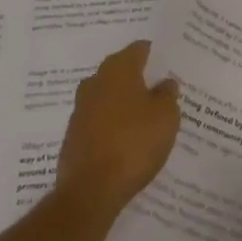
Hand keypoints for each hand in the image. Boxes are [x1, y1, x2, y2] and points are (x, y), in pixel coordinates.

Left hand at [55, 40, 181, 223]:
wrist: (90, 190)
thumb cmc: (133, 143)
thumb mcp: (165, 117)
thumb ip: (167, 95)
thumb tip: (165, 82)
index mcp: (119, 69)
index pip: (138, 49)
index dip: (155, 55)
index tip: (167, 64)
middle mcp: (96, 81)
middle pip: (120, 70)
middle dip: (138, 78)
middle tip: (159, 90)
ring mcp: (81, 109)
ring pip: (107, 96)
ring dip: (123, 102)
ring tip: (144, 117)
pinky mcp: (74, 135)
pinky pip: (98, 120)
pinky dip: (111, 124)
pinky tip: (125, 140)